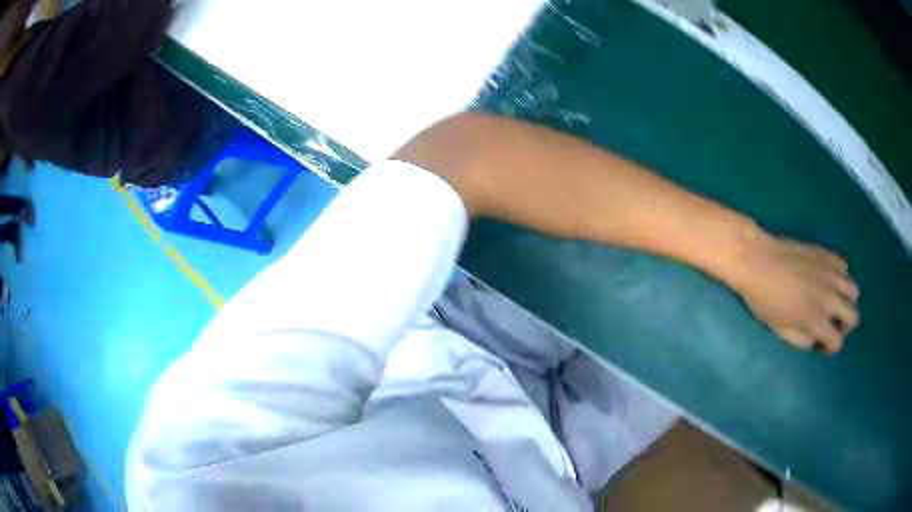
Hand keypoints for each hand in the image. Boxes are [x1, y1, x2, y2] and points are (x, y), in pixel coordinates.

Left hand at [730, 232, 858, 353]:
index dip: (830, 347)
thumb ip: (802, 340)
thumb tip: (815, 340)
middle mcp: (830, 298)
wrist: (758, 260)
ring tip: (833, 299)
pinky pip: (844, 265)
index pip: (838, 342)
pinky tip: (827, 277)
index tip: (821, 343)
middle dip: (845, 324)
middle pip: (854, 317)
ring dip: (846, 299)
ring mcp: (830, 273)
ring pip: (853, 290)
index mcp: (817, 320)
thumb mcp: (781, 330)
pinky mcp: (826, 253)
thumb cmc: (764, 300)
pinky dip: (840, 274)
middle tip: (832, 322)